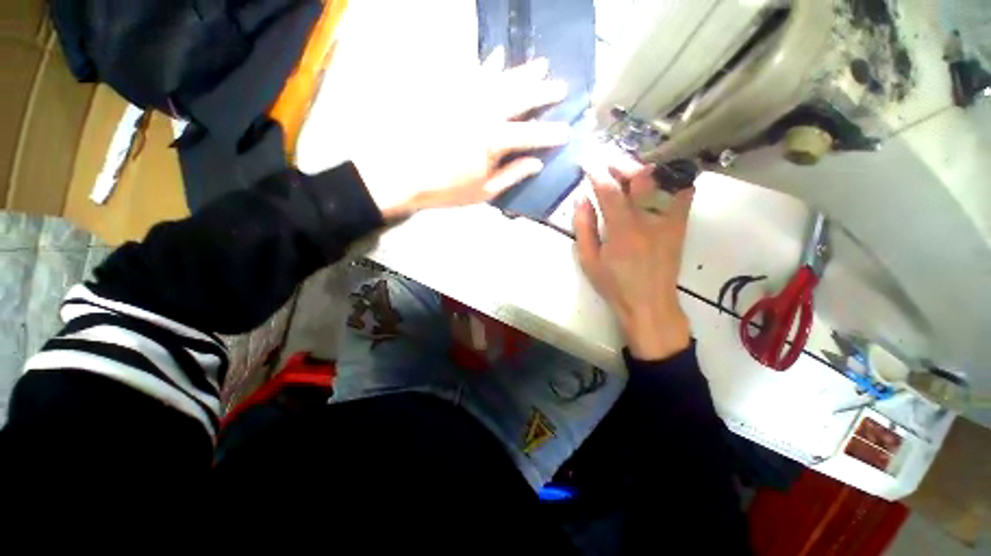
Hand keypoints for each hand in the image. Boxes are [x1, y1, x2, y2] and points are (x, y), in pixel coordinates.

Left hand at [351, 50, 569, 219]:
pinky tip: (496, 56)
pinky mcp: (449, 94)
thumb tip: (537, 163)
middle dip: (544, 92)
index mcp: (494, 141)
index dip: (551, 134)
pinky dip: (487, 64)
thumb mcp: (484, 191)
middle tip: (562, 87)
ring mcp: (466, 99)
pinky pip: (472, 73)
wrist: (405, 175)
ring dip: (523, 72)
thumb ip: (512, 175)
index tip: (568, 132)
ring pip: (501, 79)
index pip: (532, 135)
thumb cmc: (447, 189)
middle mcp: (484, 112)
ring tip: (541, 64)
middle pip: (520, 98)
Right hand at [573, 153, 693, 359]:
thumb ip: (583, 228)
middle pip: (639, 178)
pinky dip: (670, 177)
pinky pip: (682, 191)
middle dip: (620, 162)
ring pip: (662, 180)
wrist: (650, 303)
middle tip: (606, 158)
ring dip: (643, 166)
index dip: (596, 172)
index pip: (608, 191)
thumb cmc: (614, 284)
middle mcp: (649, 220)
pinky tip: (657, 176)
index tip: (587, 161)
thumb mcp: (589, 260)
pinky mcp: (680, 224)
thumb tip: (581, 199)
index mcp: (622, 231)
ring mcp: (669, 220)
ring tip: (627, 165)